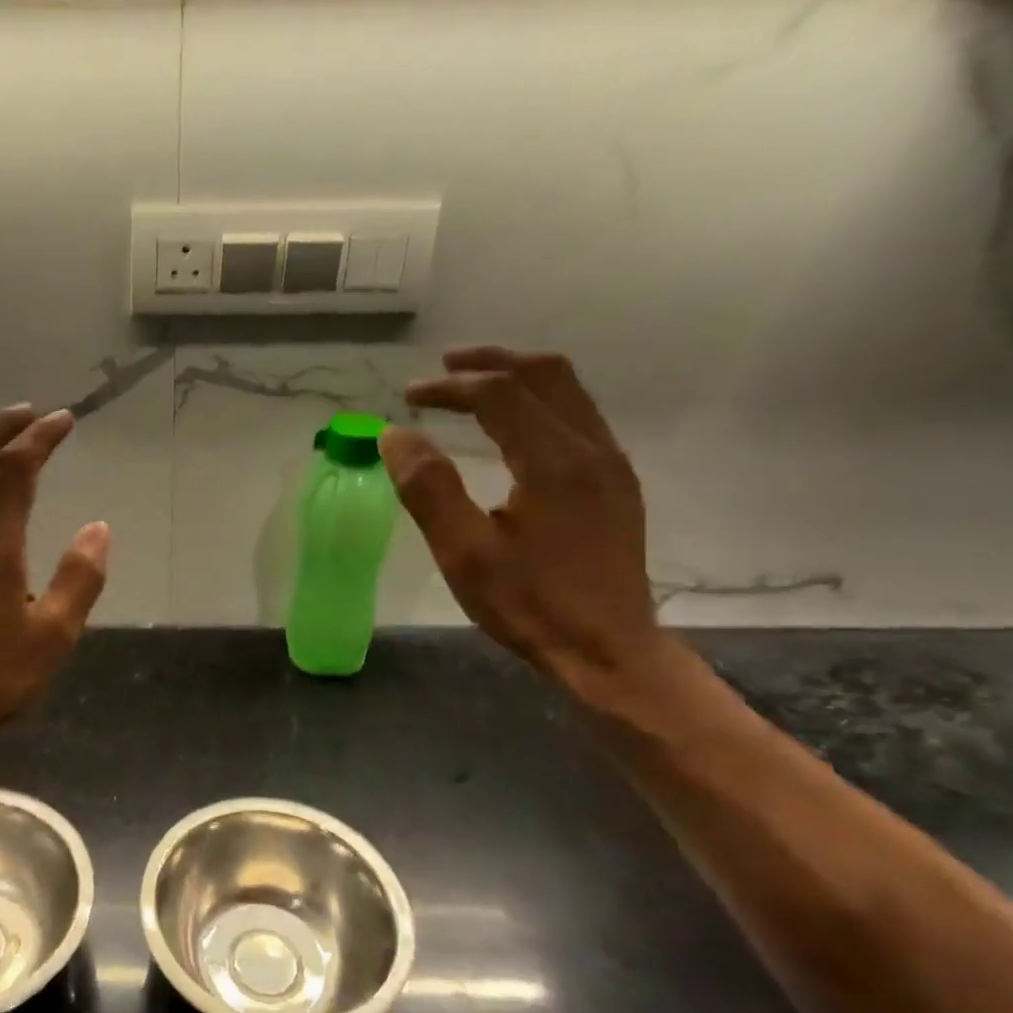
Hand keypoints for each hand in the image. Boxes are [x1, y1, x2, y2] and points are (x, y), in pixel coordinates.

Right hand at [379, 346, 669, 696]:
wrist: (609, 650)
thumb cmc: (530, 605)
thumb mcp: (464, 554)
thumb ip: (429, 490)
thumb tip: (395, 436)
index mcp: (555, 463)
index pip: (500, 394)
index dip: (450, 387)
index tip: (409, 397)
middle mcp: (592, 449)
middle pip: (545, 375)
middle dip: (490, 362)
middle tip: (443, 368)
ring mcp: (611, 464)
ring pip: (569, 391)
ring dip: (518, 377)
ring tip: (473, 385)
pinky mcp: (616, 483)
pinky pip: (579, 415)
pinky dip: (539, 401)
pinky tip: (513, 425)